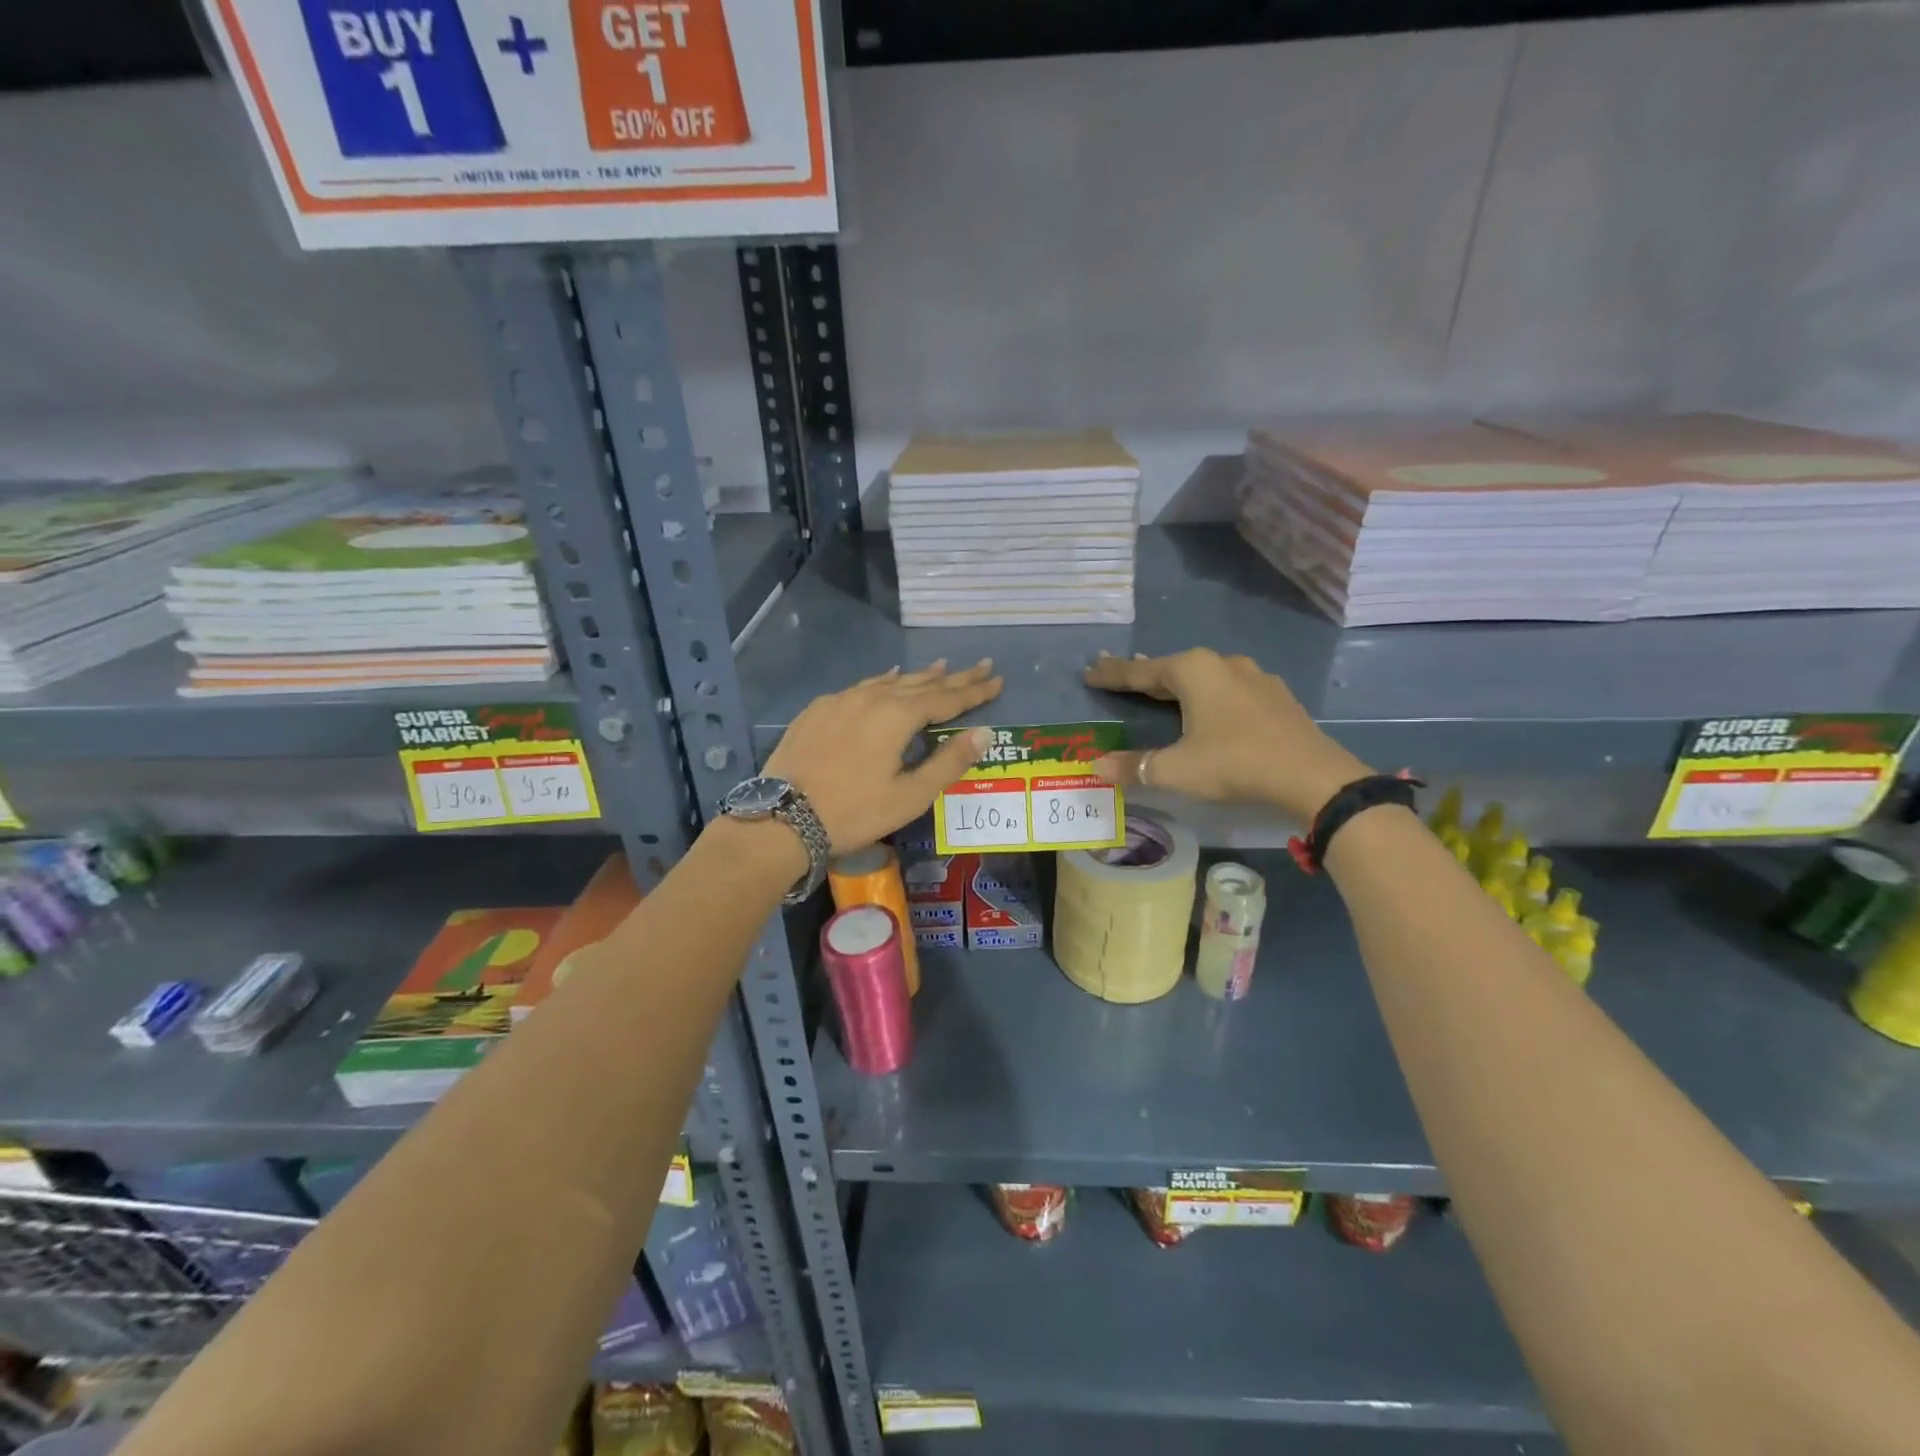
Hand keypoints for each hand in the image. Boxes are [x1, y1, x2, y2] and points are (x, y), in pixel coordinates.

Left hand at [763, 659, 1003, 850]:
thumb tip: (984, 732)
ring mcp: (841, 701)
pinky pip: (860, 687)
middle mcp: (871, 698)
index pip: (946, 698)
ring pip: (888, 682)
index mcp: (897, 717)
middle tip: (980, 665)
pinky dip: (882, 682)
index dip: (974, 691)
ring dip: (917, 677)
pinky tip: (885, 681)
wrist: (782, 818)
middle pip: (920, 683)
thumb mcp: (910, 796)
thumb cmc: (854, 812)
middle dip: (953, 677)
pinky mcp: (817, 710)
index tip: (997, 680)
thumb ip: (949, 762)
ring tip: (939, 667)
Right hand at [1083, 649, 1369, 820]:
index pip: (1140, 671)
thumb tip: (1095, 767)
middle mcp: (1222, 664)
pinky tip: (1209, 708)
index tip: (1089, 672)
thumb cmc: (1235, 764)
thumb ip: (1134, 766)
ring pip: (1204, 676)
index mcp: (1193, 671)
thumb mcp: (1177, 770)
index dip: (1112, 674)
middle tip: (1117, 677)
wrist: (1312, 776)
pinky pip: (1228, 689)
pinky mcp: (1275, 696)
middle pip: (1171, 668)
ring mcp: (1254, 677)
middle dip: (1143, 674)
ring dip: (1178, 684)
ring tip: (1161, 690)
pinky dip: (1208, 695)